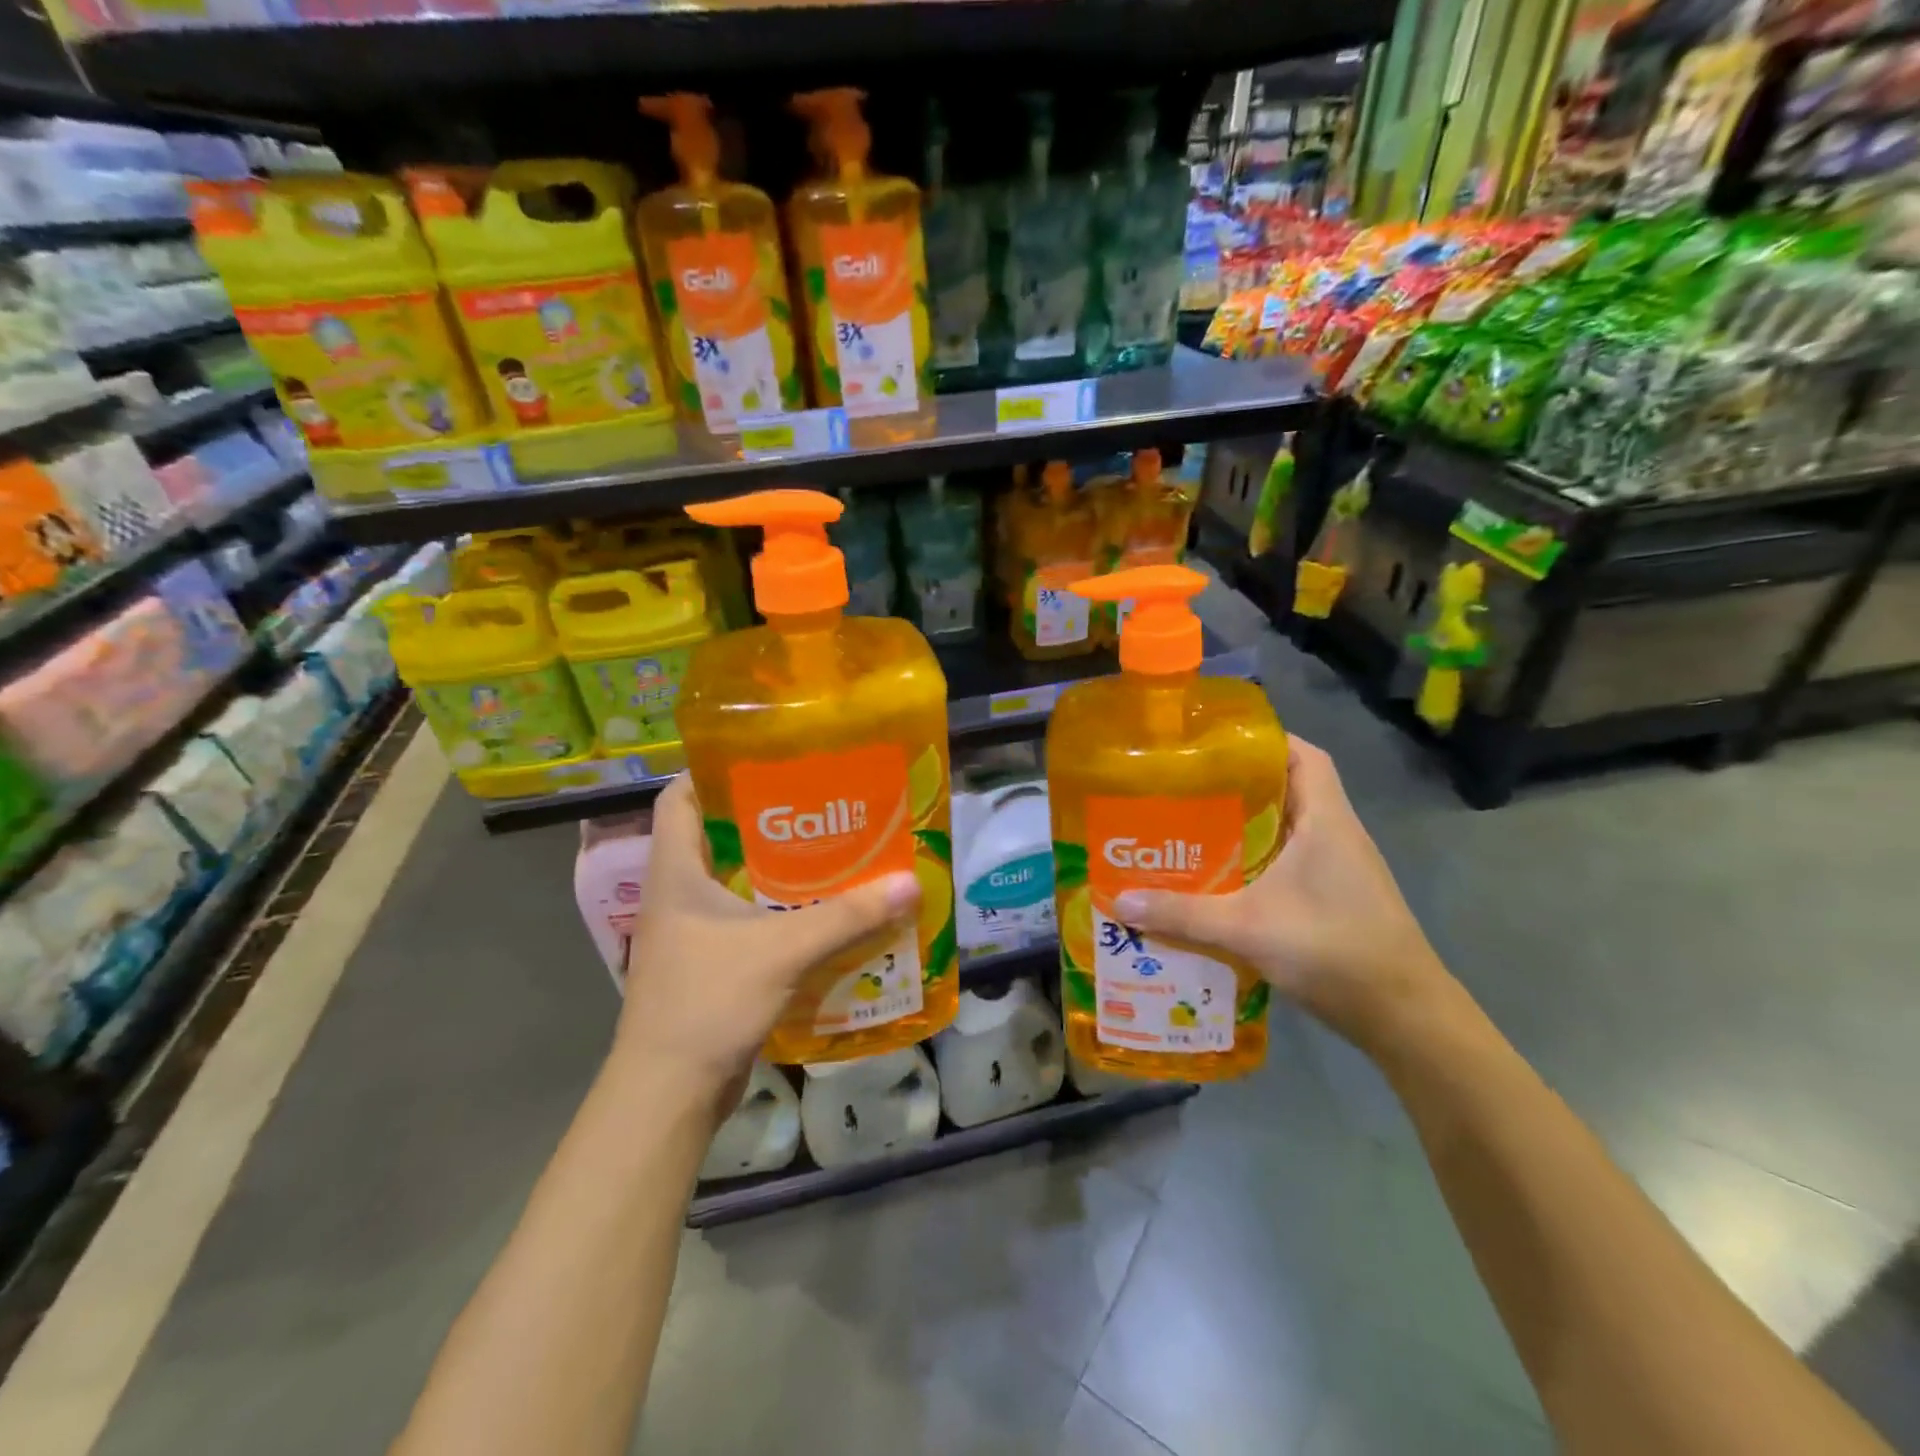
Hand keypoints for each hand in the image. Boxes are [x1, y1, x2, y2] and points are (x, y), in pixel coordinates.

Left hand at [612, 774, 919, 1118]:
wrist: (668, 1094)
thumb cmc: (707, 1003)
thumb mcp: (782, 950)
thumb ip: (846, 916)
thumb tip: (909, 884)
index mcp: (676, 871)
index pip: (678, 797)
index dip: (712, 770)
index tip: (766, 757)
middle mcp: (679, 892)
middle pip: (718, 835)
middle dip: (767, 817)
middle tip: (821, 802)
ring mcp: (692, 931)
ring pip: (737, 879)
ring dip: (779, 867)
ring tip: (834, 849)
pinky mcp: (711, 963)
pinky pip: (748, 919)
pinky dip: (781, 909)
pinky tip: (824, 910)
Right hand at [1113, 736, 1453, 1050]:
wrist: (1404, 1018)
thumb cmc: (1334, 950)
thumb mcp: (1249, 928)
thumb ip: (1183, 914)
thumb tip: (1120, 902)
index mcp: (1326, 820)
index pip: (1303, 755)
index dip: (1265, 739)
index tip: (1215, 741)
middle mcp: (1336, 834)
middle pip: (1289, 788)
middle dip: (1239, 784)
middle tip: (1185, 786)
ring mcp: (1338, 869)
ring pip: (1287, 828)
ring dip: (1246, 825)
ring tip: (1191, 827)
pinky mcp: (1335, 898)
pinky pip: (1289, 862)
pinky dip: (1257, 861)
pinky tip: (1221, 878)